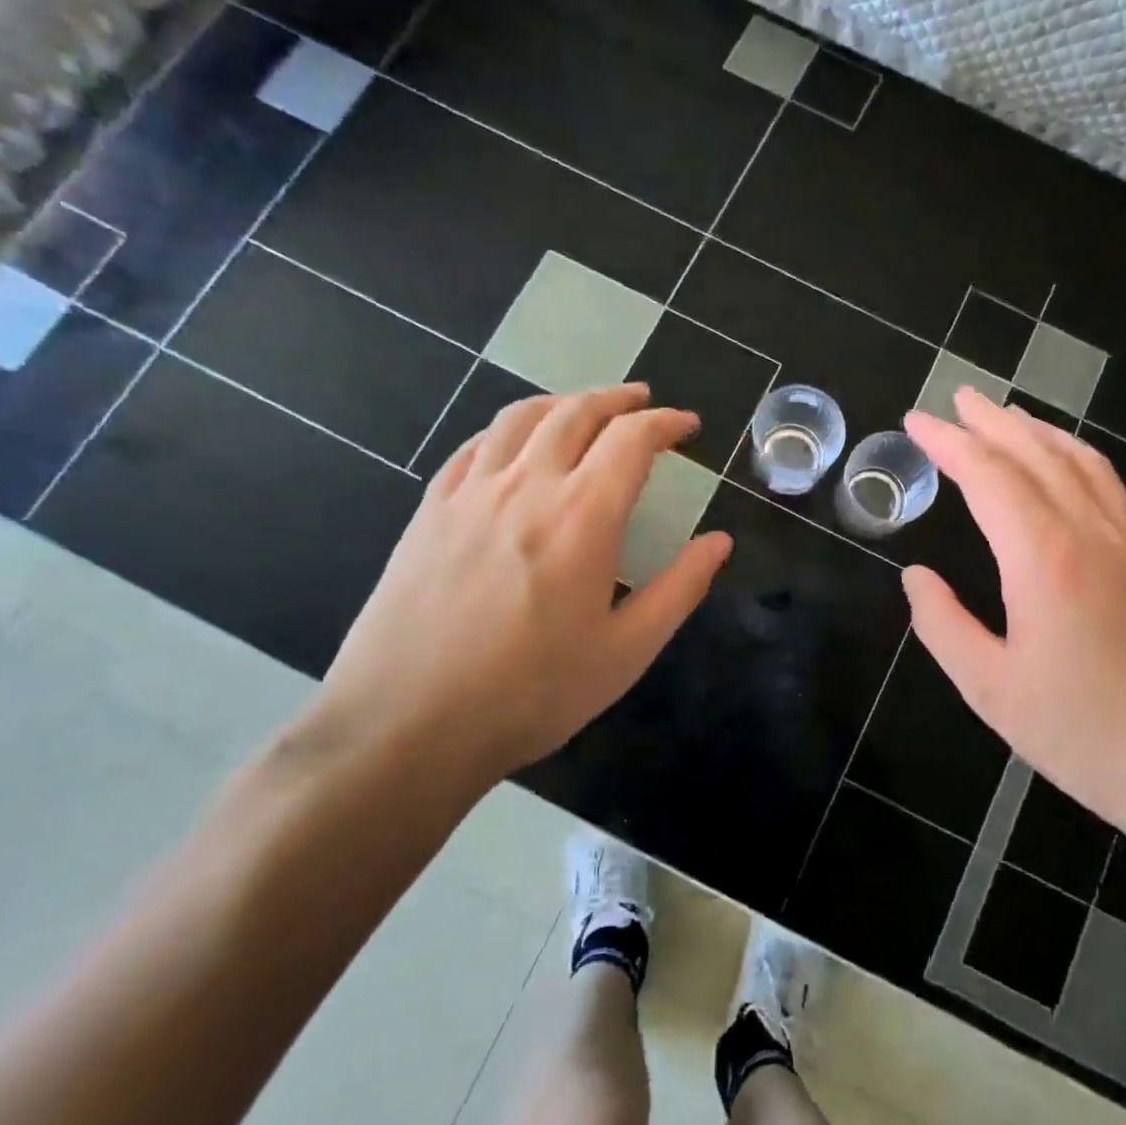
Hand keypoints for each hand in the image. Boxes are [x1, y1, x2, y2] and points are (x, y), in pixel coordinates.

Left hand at [311, 383, 731, 787]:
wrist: (405, 725)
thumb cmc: (531, 693)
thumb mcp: (626, 651)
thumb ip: (680, 588)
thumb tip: (719, 542)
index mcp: (583, 515)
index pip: (632, 439)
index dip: (666, 423)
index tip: (687, 426)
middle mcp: (528, 485)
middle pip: (577, 412)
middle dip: (617, 399)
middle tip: (642, 402)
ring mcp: (470, 493)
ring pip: (521, 418)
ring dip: (562, 402)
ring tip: (584, 408)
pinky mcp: (430, 511)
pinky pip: (473, 447)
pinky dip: (507, 430)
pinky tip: (513, 444)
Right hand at [901, 388, 1125, 841]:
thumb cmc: (1084, 735)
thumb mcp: (990, 689)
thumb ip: (943, 625)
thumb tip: (915, 577)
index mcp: (1045, 559)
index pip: (989, 477)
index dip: (949, 444)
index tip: (916, 421)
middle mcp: (1090, 535)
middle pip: (1037, 455)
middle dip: (992, 421)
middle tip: (957, 398)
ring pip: (1081, 463)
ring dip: (1038, 430)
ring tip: (1006, 415)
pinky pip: (1108, 487)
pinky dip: (1076, 456)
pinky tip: (1065, 464)